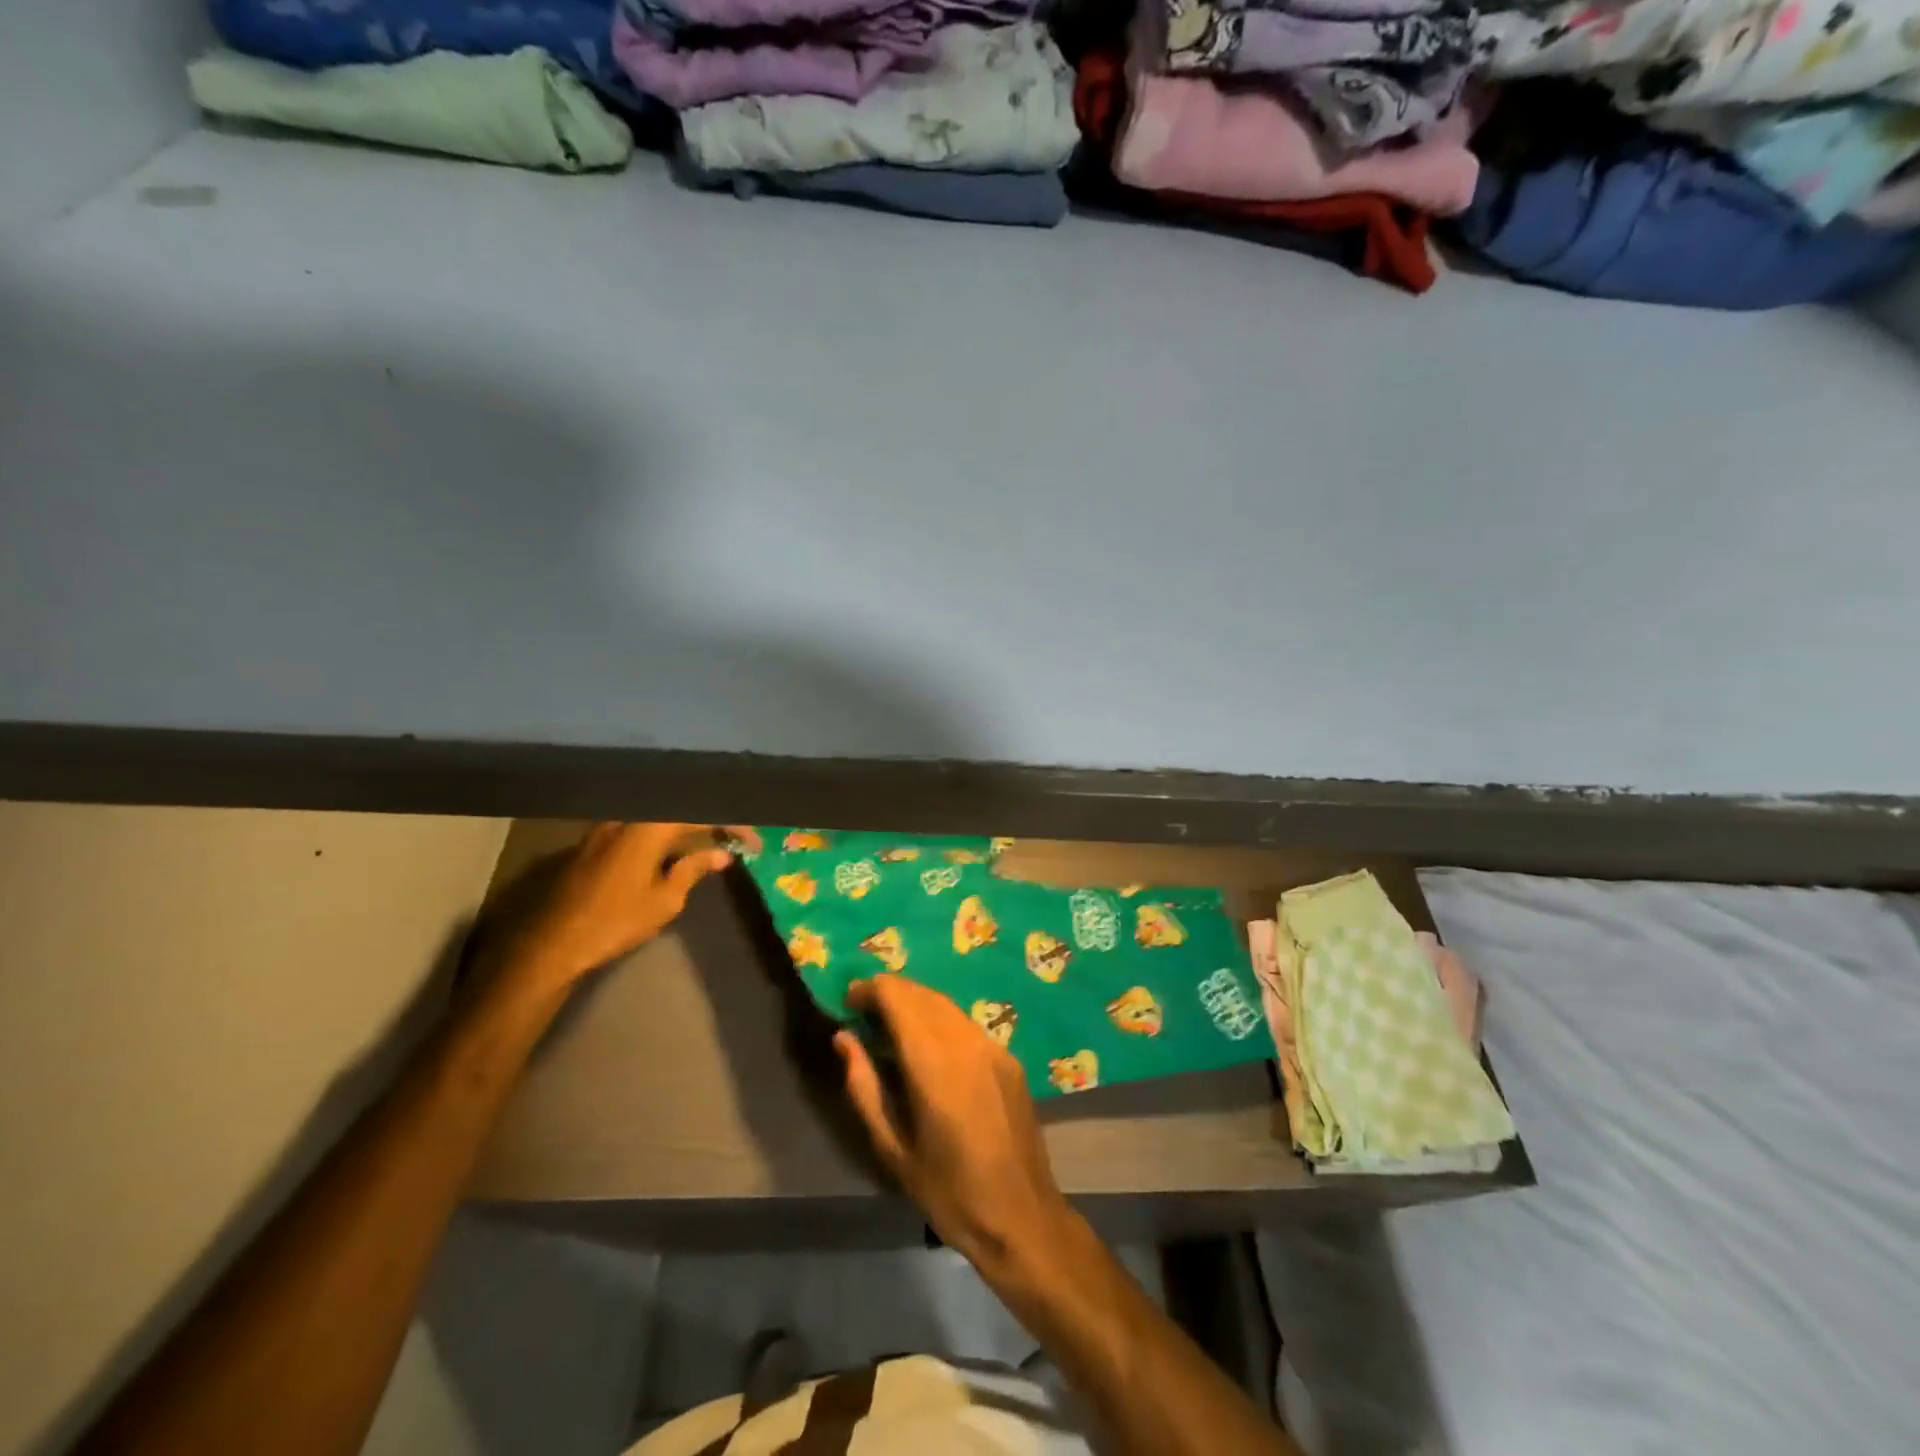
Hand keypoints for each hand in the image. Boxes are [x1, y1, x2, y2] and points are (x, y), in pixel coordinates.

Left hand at [501, 822, 759, 992]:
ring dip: (685, 828)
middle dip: (710, 821)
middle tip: (735, 837)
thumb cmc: (616, 920)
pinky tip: (673, 851)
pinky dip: (663, 835)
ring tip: (709, 843)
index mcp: (649, 826)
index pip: (701, 815)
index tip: (754, 842)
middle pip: (678, 810)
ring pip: (657, 818)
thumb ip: (694, 869)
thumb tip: (721, 855)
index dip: (732, 825)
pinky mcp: (594, 842)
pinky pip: (639, 828)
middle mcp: (628, 817)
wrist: (552, 943)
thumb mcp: (665, 899)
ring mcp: (607, 827)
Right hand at [836, 976, 1074, 1275]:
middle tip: (864, 1014)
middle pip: (922, 993)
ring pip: (946, 1004)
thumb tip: (844, 1038)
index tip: (848, 1002)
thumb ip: (864, 1086)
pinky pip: (966, 1023)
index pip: (898, 997)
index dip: (870, 990)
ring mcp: (993, 1046)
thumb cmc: (948, 1192)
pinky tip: (930, 1048)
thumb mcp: (892, 1148)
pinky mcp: (1009, 1057)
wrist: (1022, 1217)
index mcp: (933, 1062)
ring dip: (916, 1003)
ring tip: (892, 1028)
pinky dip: (940, 1020)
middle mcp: (965, 1041)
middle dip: (890, 993)